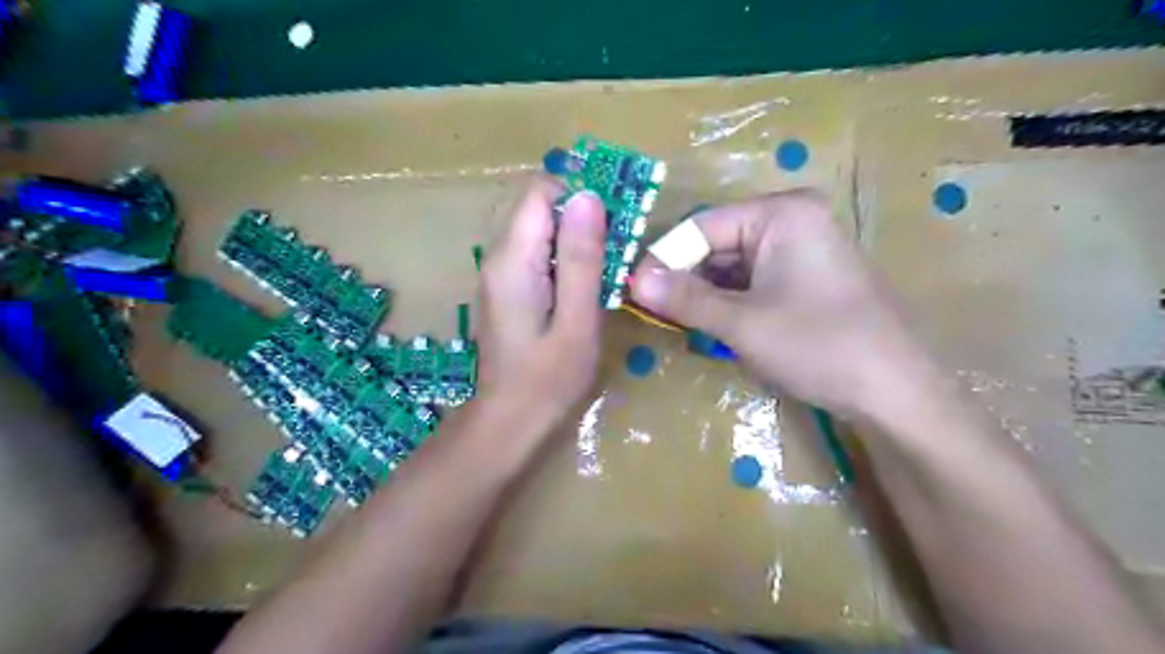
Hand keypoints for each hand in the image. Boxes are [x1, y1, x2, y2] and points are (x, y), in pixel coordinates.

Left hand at [474, 173, 610, 427]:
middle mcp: (498, 256)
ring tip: (607, 266)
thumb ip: (580, 258)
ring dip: (575, 238)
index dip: (579, 193)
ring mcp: (498, 273)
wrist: (509, 420)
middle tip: (617, 246)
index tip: (614, 216)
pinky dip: (563, 257)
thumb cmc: (548, 378)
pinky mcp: (505, 288)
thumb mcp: (576, 319)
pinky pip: (536, 253)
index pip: (541, 191)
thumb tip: (588, 195)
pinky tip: (584, 285)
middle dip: (581, 216)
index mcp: (513, 258)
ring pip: (539, 229)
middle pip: (539, 207)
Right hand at [627, 188, 935, 417]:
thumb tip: (633, 279)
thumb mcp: (743, 323)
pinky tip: (711, 325)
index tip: (633, 289)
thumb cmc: (819, 346)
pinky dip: (728, 302)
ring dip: (704, 293)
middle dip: (685, 277)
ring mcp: (801, 248)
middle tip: (651, 310)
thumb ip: (685, 298)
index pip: (702, 225)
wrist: (893, 393)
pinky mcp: (804, 276)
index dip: (665, 257)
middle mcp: (792, 220)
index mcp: (782, 213)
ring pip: (732, 265)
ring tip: (676, 321)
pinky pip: (752, 280)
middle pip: (717, 243)